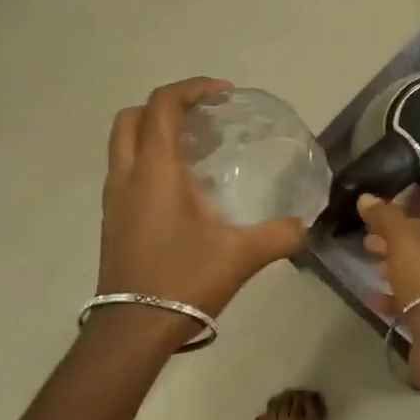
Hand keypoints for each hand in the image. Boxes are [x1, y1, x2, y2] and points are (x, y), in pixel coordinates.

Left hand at [97, 78, 306, 331]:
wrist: (132, 330)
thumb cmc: (183, 280)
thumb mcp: (241, 255)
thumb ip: (280, 235)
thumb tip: (305, 226)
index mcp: (155, 170)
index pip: (163, 106)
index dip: (192, 88)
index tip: (224, 94)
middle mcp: (127, 175)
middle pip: (133, 117)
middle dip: (166, 106)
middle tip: (204, 116)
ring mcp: (115, 199)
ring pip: (123, 143)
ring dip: (154, 132)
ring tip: (195, 147)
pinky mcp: (113, 220)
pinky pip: (126, 170)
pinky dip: (149, 160)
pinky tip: (182, 187)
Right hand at [358, 196, 419, 394]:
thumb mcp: (402, 240)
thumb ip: (385, 217)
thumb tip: (365, 197)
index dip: (395, 222)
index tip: (370, 225)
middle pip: (419, 249)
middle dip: (393, 245)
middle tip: (367, 246)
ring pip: (417, 276)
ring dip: (395, 271)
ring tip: (373, 270)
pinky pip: (411, 303)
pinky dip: (393, 299)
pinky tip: (372, 299)